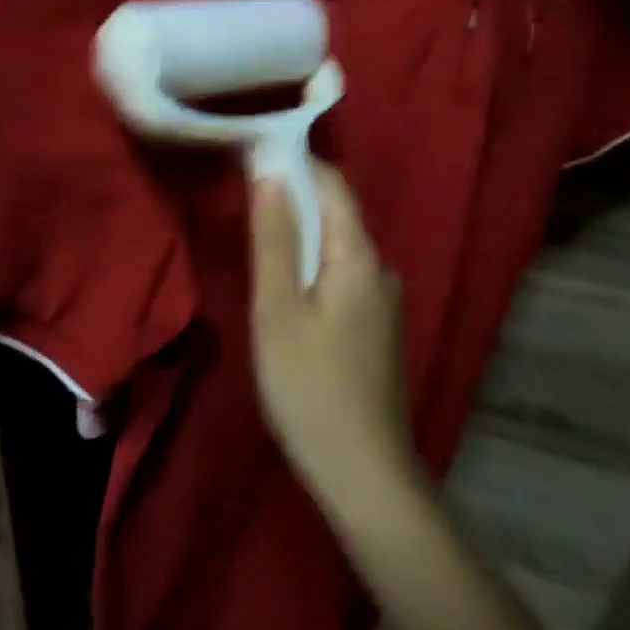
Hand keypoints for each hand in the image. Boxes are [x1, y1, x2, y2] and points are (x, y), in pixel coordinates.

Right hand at [250, 164, 417, 507]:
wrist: (364, 473)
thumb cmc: (310, 386)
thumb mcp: (278, 308)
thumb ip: (274, 237)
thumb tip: (270, 171)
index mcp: (359, 256)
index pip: (332, 183)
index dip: (296, 163)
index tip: (254, 157)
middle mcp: (380, 268)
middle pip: (337, 214)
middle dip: (294, 199)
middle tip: (245, 203)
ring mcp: (384, 301)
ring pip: (338, 248)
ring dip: (301, 236)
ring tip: (259, 245)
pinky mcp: (378, 329)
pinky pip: (343, 277)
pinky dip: (313, 268)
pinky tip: (288, 292)